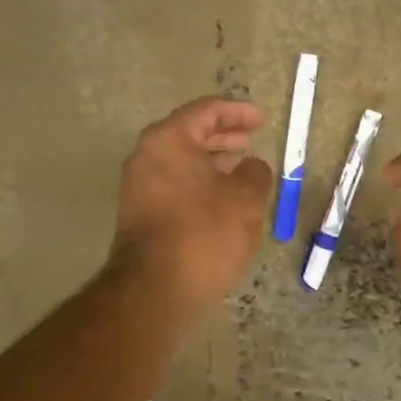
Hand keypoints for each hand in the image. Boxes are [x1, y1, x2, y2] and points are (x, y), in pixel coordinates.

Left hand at [112, 98, 274, 311]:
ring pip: (181, 161)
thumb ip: (255, 173)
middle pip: (190, 134)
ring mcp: (138, 186)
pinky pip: (174, 184)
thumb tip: (251, 167)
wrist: (155, 290)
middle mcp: (147, 156)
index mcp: (169, 140)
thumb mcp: (246, 199)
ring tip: (242, 169)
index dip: (238, 112)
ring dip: (212, 162)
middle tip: (250, 141)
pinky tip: (222, 198)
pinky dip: (199, 182)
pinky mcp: (140, 213)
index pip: (206, 111)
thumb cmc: (204, 233)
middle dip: (223, 137)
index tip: (261, 119)